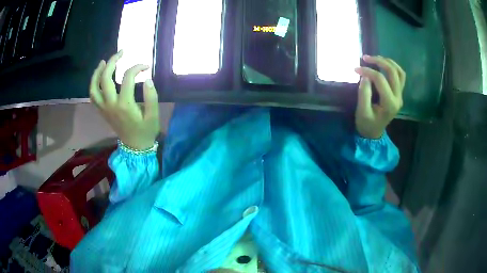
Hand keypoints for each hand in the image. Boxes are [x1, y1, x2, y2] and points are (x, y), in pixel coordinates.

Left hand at [90, 50, 159, 149]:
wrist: (135, 146)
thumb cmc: (145, 131)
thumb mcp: (154, 116)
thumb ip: (151, 97)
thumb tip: (147, 79)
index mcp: (125, 105)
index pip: (127, 77)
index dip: (136, 67)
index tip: (145, 66)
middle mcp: (111, 105)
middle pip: (106, 78)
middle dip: (113, 62)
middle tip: (121, 52)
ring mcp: (104, 108)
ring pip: (94, 87)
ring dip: (97, 72)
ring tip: (104, 62)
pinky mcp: (102, 111)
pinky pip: (93, 96)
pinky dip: (93, 84)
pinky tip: (99, 76)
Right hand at [354, 55, 405, 138]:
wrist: (373, 132)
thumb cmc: (366, 124)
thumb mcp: (362, 112)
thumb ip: (364, 93)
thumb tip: (365, 76)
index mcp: (389, 104)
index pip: (380, 80)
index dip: (368, 71)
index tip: (356, 69)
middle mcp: (398, 98)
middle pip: (392, 72)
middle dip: (379, 61)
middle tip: (365, 58)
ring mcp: (400, 95)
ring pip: (399, 72)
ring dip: (388, 62)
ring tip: (375, 58)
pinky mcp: (399, 93)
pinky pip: (400, 76)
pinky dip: (393, 67)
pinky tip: (383, 64)